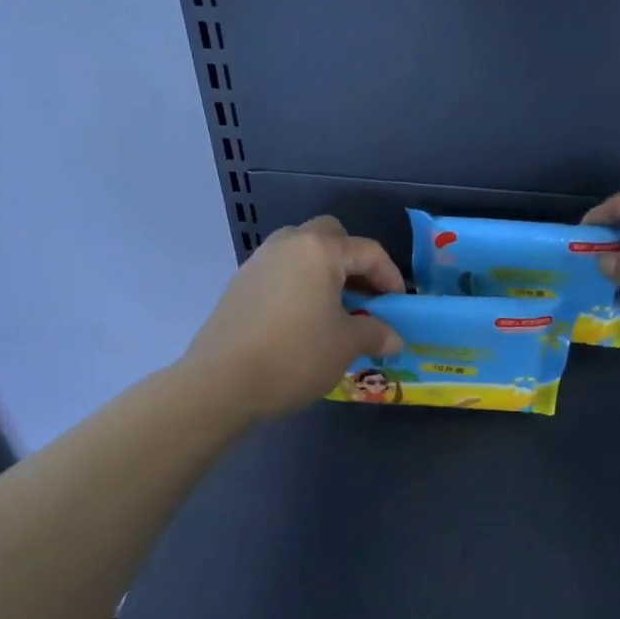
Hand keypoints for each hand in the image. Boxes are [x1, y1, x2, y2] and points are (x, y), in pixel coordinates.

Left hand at [184, 216, 403, 419]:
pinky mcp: (239, 285)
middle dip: (352, 261)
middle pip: (330, 236)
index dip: (390, 277)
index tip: (397, 305)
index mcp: (319, 251)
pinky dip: (298, 285)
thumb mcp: (346, 345)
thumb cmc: (296, 355)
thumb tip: (394, 338)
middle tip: (364, 296)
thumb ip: (375, 333)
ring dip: (323, 271)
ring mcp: (258, 262)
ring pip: (300, 252)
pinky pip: (279, 273)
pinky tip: (302, 321)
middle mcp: (287, 245)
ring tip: (334, 309)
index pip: (367, 251)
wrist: (222, 382)